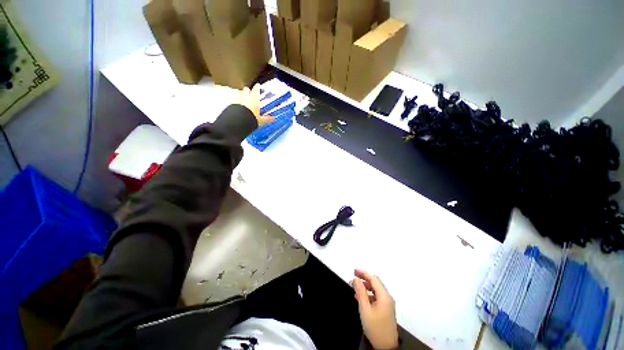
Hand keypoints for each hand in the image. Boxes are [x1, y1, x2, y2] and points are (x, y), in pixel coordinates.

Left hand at [234, 84, 273, 126]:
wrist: (238, 121)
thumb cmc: (251, 119)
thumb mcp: (260, 120)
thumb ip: (266, 118)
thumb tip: (273, 119)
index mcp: (254, 99)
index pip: (256, 89)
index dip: (257, 87)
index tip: (257, 85)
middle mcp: (246, 97)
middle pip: (246, 89)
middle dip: (248, 90)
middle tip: (250, 93)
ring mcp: (238, 99)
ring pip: (240, 93)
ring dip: (241, 95)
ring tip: (243, 99)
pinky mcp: (231, 103)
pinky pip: (234, 100)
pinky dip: (236, 101)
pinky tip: (237, 105)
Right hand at [353, 269, 398, 349]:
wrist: (386, 346)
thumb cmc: (375, 327)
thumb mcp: (365, 309)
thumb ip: (360, 292)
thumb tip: (356, 279)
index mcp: (384, 295)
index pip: (373, 278)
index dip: (363, 273)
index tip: (353, 271)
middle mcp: (387, 297)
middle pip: (375, 282)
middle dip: (364, 277)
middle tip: (353, 277)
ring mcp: (387, 303)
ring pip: (375, 289)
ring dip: (365, 285)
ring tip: (354, 286)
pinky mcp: (385, 308)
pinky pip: (376, 296)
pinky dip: (368, 293)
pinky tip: (360, 296)